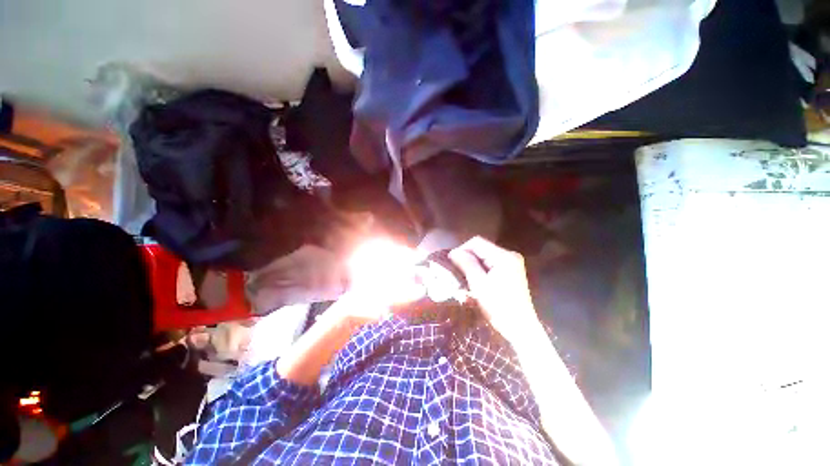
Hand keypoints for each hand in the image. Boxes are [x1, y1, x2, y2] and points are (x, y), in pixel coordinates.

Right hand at [449, 237, 539, 340]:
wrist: (520, 328)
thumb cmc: (499, 307)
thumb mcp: (479, 284)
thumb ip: (466, 264)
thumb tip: (453, 252)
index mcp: (504, 256)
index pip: (477, 242)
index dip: (462, 249)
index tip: (452, 262)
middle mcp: (510, 255)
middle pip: (482, 248)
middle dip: (467, 257)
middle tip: (457, 271)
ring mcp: (512, 263)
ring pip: (485, 256)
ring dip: (473, 263)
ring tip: (464, 276)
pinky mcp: (511, 271)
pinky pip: (491, 263)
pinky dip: (481, 268)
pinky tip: (475, 279)